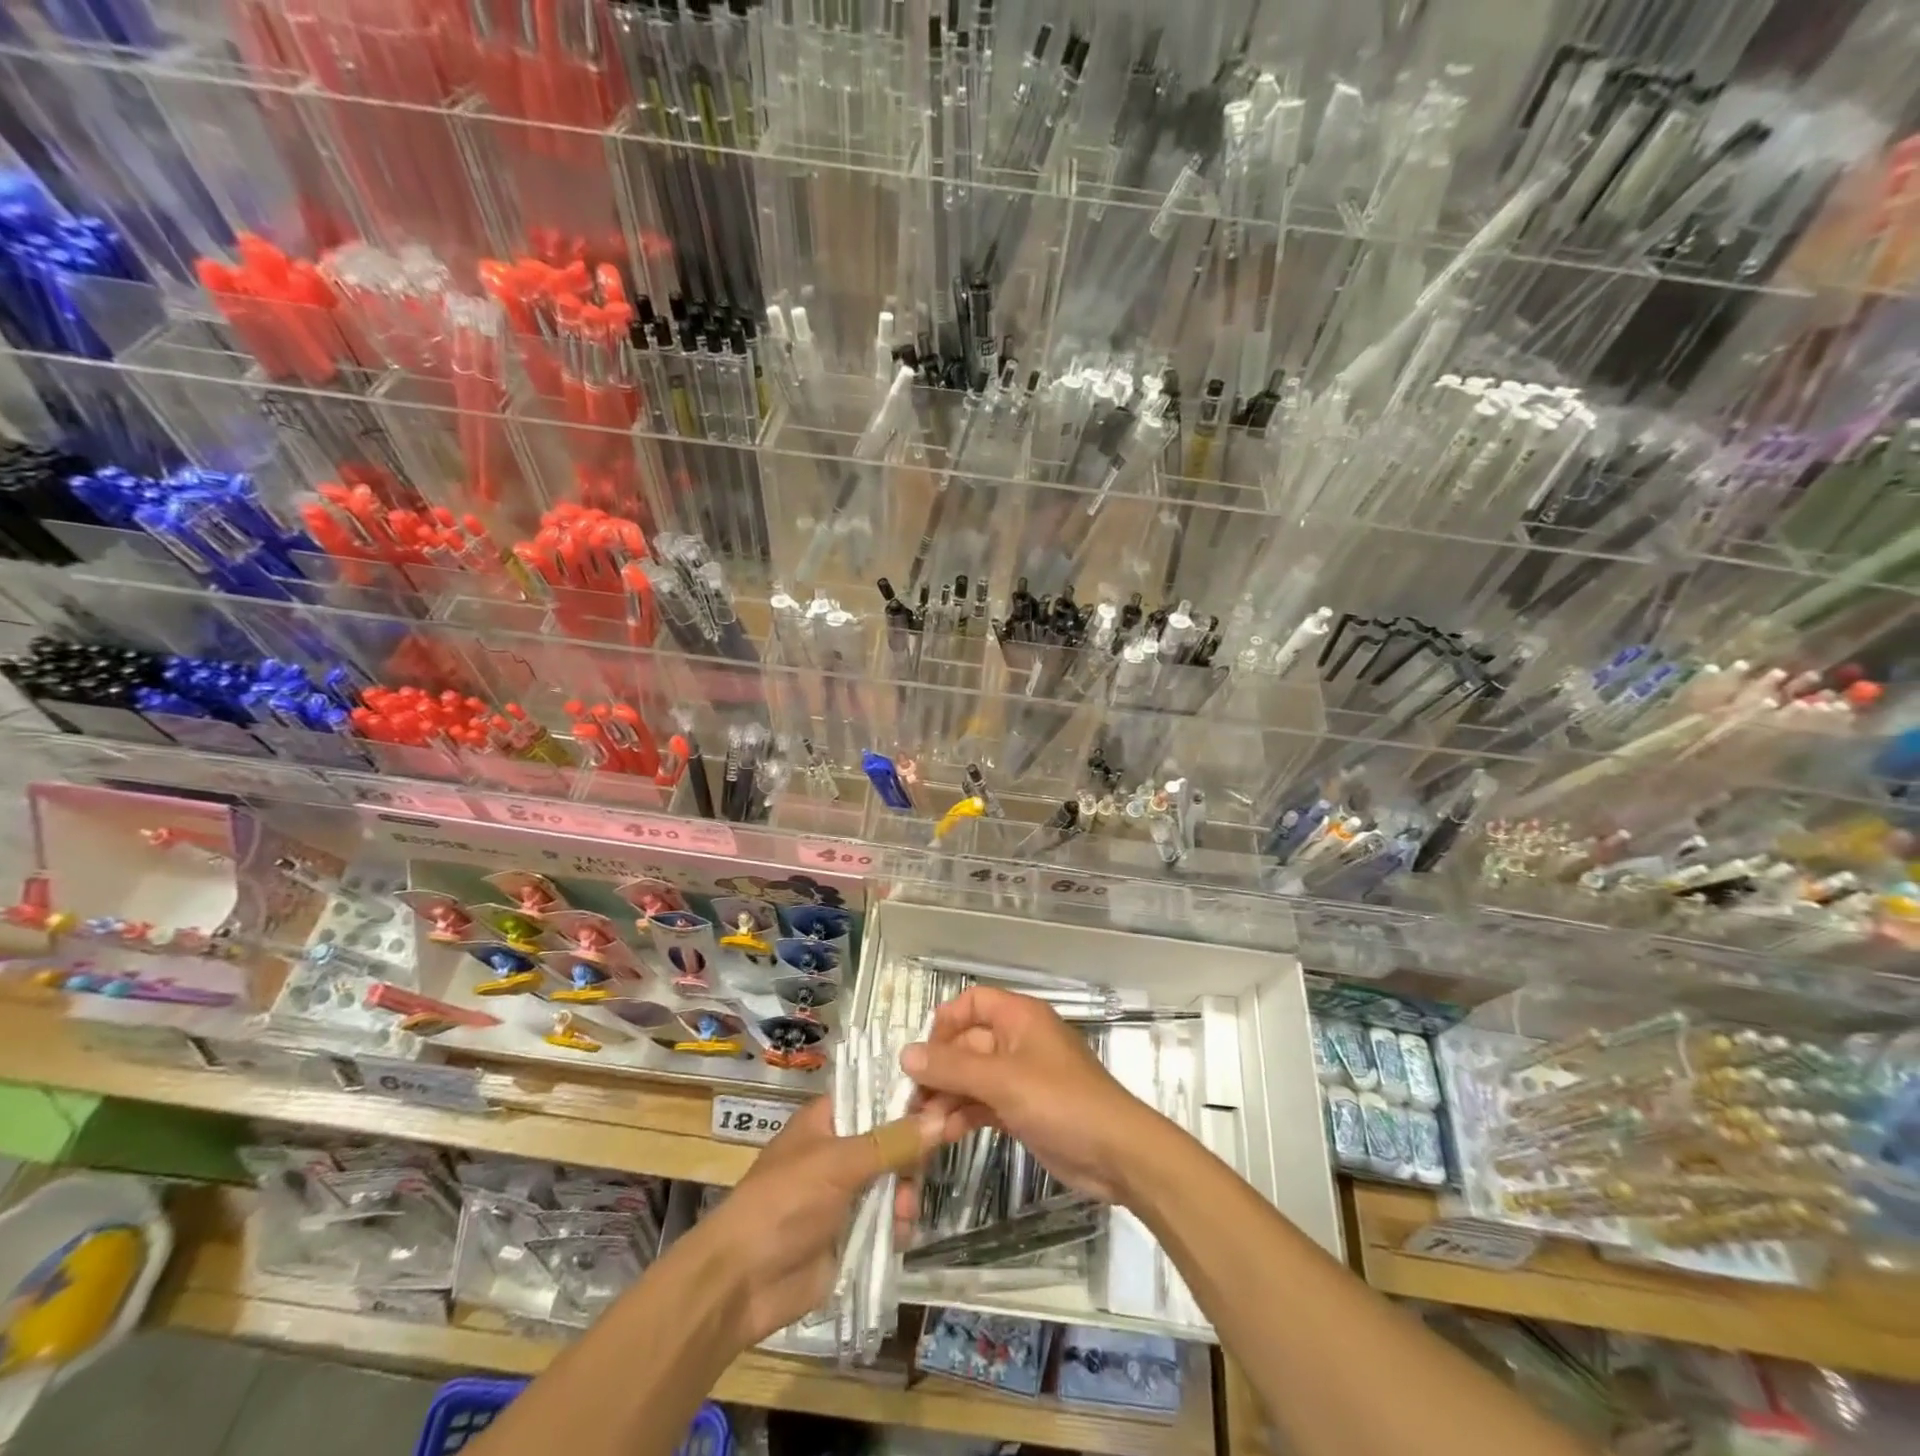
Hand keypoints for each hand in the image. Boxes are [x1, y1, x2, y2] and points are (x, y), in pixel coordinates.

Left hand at [682, 1098, 950, 1345]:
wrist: (742, 1283)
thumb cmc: (783, 1203)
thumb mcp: (838, 1164)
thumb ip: (892, 1142)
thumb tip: (944, 1116)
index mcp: (828, 1119)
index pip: (877, 1093)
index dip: (910, 1096)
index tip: (946, 1099)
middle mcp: (841, 1149)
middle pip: (893, 1137)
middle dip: (912, 1153)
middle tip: (925, 1165)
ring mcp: (847, 1192)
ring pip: (896, 1179)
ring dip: (906, 1192)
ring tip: (904, 1210)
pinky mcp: (853, 1232)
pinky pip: (890, 1218)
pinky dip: (899, 1223)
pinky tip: (900, 1233)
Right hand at [900, 987, 1158, 1204]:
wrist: (1117, 1154)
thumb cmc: (1062, 1102)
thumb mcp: (1003, 1081)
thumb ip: (952, 1067)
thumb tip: (905, 1053)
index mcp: (1019, 1018)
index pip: (972, 1003)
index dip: (944, 1024)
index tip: (922, 1056)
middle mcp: (1018, 1040)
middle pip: (967, 1044)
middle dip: (940, 1071)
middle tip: (913, 1105)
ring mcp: (1021, 1077)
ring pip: (972, 1078)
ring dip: (948, 1098)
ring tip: (925, 1128)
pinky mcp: (1023, 1109)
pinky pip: (984, 1103)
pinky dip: (964, 1115)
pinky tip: (944, 1136)